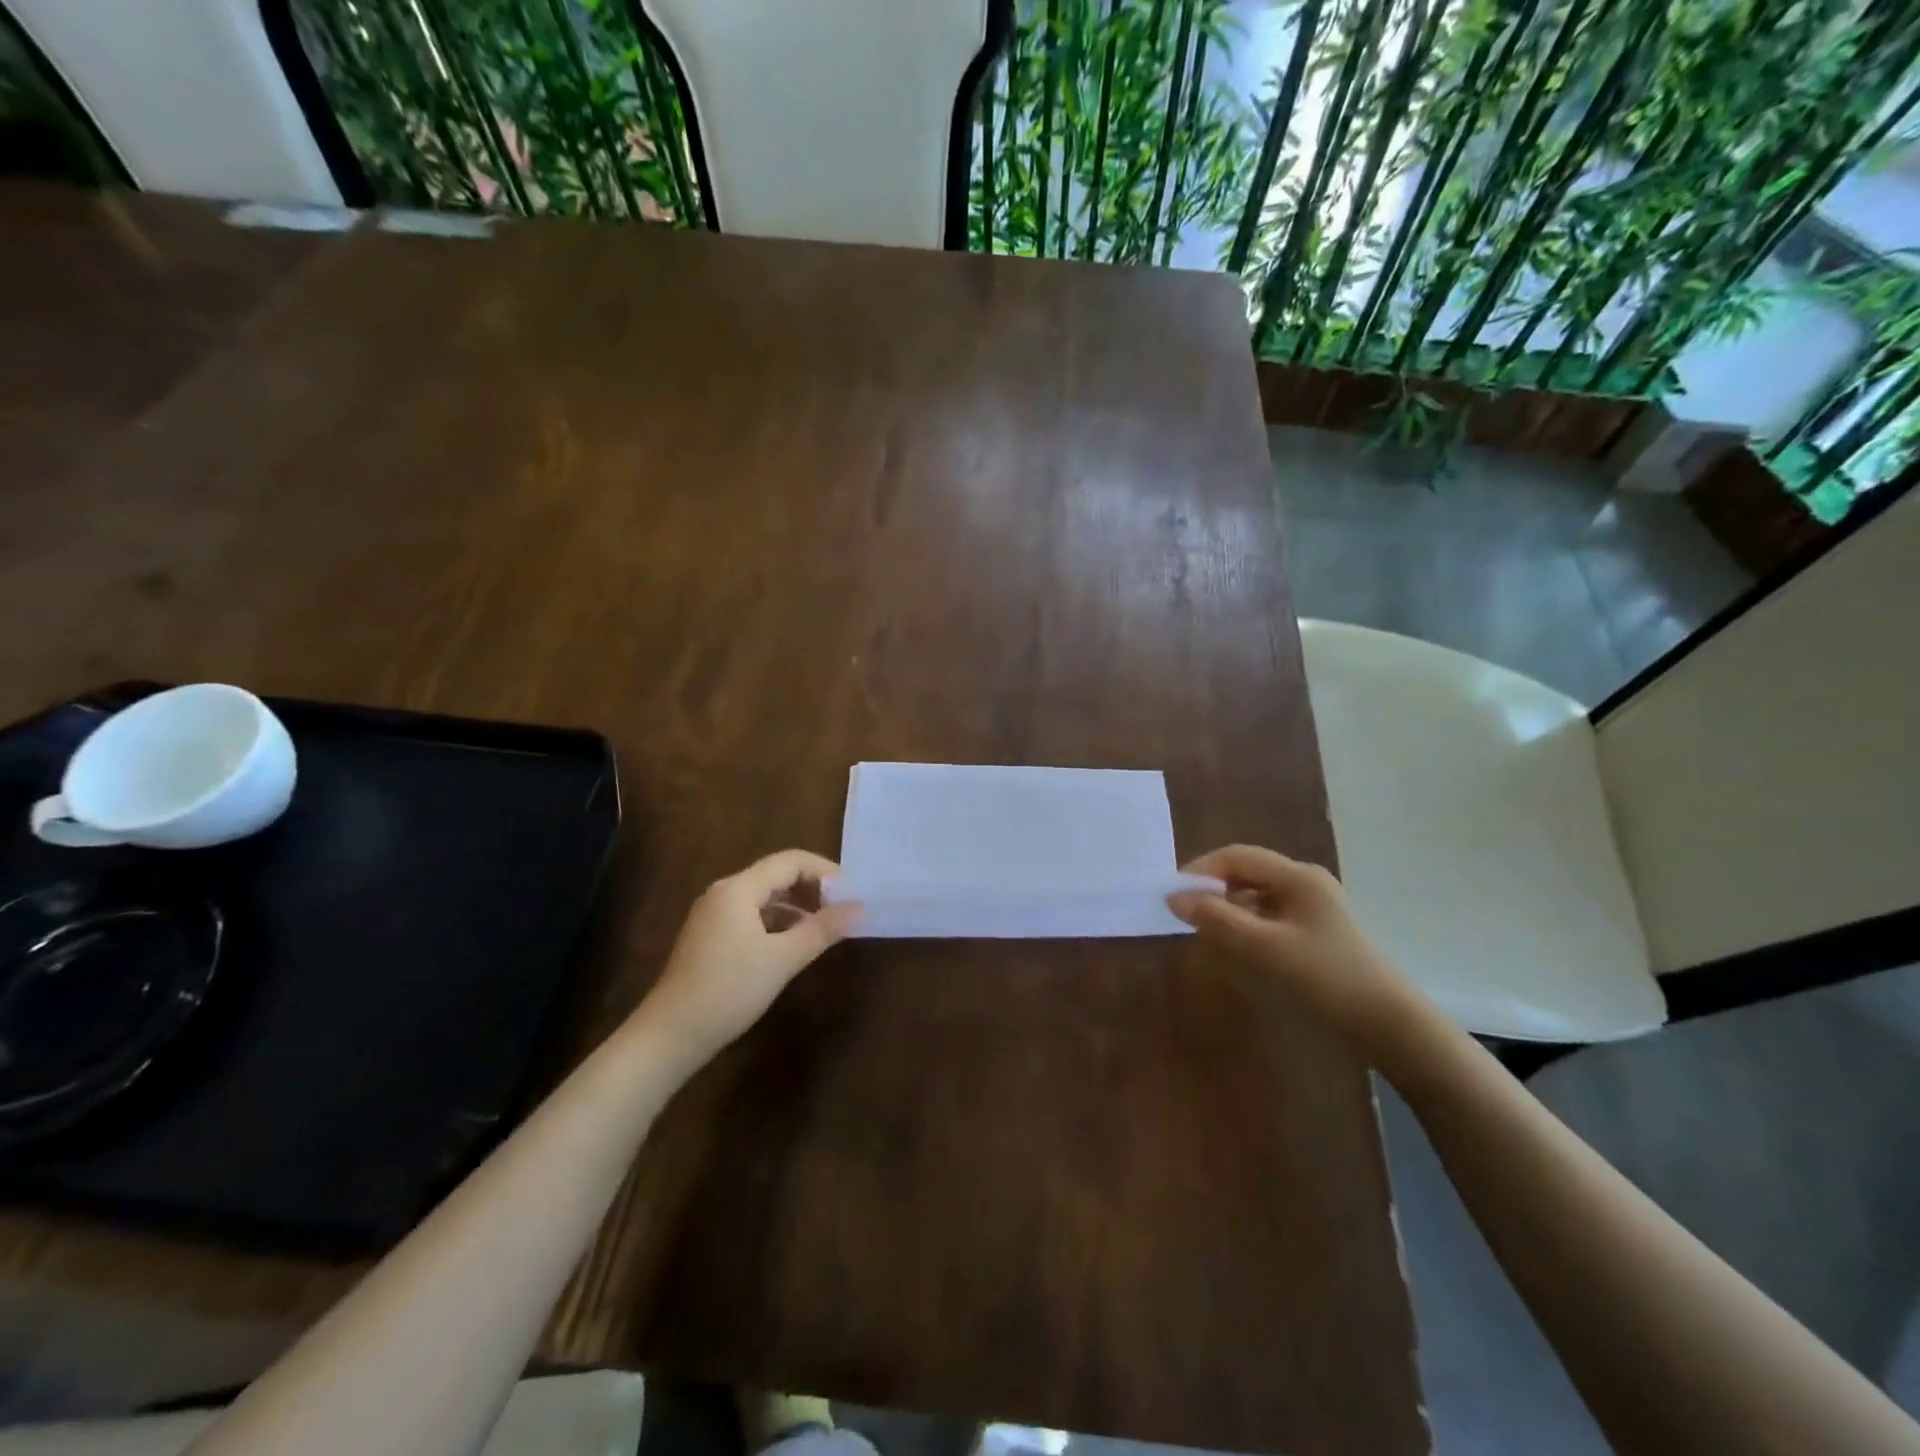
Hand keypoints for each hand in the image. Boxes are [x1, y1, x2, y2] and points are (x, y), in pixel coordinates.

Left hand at [637, 850, 858, 1067]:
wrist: (670, 1035)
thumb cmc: (728, 991)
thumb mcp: (782, 960)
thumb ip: (822, 929)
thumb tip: (859, 908)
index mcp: (738, 888)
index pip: (790, 861)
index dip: (824, 871)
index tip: (852, 893)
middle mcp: (724, 892)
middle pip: (777, 875)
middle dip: (812, 888)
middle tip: (842, 910)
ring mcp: (714, 915)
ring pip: (765, 896)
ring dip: (797, 906)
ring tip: (825, 928)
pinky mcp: (711, 936)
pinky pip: (752, 915)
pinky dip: (778, 921)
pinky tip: (794, 944)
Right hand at [1167, 845, 1425, 1053]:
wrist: (1387, 1022)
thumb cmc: (1326, 977)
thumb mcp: (1266, 948)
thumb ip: (1218, 920)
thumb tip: (1174, 898)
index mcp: (1298, 876)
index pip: (1236, 856)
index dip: (1201, 870)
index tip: (1173, 895)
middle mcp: (1304, 880)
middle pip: (1246, 871)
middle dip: (1212, 888)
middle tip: (1184, 913)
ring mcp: (1311, 903)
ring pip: (1255, 892)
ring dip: (1227, 906)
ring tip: (1205, 930)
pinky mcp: (1313, 927)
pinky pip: (1267, 912)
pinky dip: (1245, 921)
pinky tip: (1235, 943)